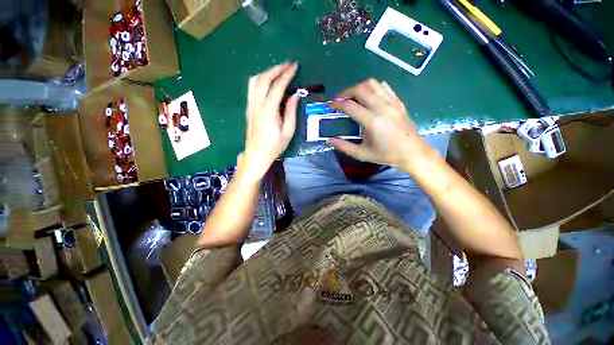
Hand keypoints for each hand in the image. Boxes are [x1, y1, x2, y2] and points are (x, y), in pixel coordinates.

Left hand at [241, 63, 298, 182]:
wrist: (256, 154)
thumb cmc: (274, 146)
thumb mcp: (288, 132)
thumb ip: (291, 112)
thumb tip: (295, 95)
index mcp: (268, 111)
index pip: (277, 86)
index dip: (286, 75)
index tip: (295, 67)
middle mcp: (257, 104)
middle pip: (263, 79)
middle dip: (276, 69)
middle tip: (288, 65)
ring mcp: (250, 105)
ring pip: (255, 81)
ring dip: (267, 72)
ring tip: (278, 71)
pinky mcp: (249, 108)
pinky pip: (252, 88)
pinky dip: (261, 80)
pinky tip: (268, 82)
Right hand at [329, 79, 433, 171]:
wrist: (412, 152)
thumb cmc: (386, 155)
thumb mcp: (362, 154)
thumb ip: (344, 147)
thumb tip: (329, 140)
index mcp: (372, 122)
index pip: (350, 106)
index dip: (337, 104)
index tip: (330, 106)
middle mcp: (382, 107)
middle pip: (360, 89)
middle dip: (346, 92)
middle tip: (339, 100)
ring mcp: (392, 102)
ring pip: (372, 84)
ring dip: (358, 88)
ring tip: (352, 97)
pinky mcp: (398, 101)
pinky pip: (383, 86)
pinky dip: (372, 88)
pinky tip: (368, 97)